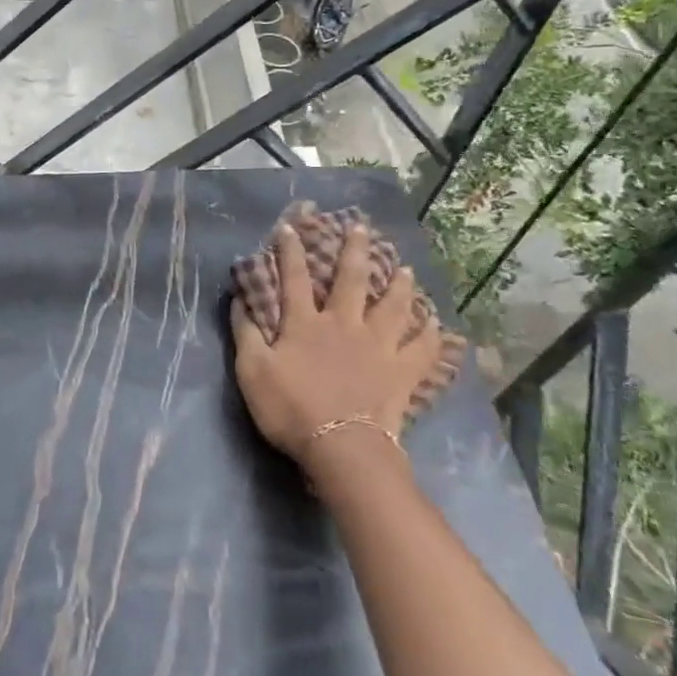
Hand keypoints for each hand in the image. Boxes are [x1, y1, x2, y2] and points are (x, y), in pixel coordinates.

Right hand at [229, 222, 448, 469]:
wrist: (342, 449)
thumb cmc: (291, 409)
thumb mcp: (252, 372)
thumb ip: (245, 333)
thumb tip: (239, 300)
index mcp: (305, 323)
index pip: (295, 278)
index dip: (291, 251)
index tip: (291, 227)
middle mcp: (344, 324)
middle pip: (351, 279)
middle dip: (354, 250)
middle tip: (362, 226)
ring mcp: (378, 346)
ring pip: (393, 306)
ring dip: (399, 285)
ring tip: (406, 268)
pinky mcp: (402, 372)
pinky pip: (422, 348)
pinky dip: (431, 335)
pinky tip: (436, 323)